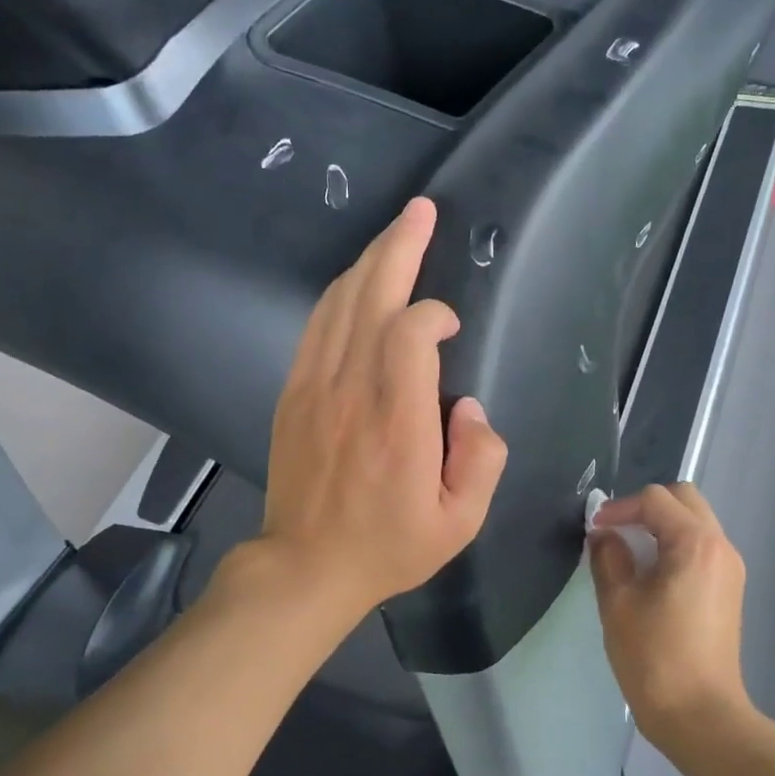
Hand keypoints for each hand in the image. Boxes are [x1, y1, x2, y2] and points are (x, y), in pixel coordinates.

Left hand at [257, 197, 507, 625]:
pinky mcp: (293, 393)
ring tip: (395, 233)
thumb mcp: (460, 522)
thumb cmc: (388, 546)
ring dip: (369, 262)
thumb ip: (481, 459)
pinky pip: (315, 327)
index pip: (410, 333)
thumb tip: (468, 407)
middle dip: (399, 247)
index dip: (433, 314)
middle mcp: (351, 391)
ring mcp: (314, 387)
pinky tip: (356, 282)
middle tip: (421, 210)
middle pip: (370, 297)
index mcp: (397, 421)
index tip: (450, 327)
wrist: (306, 565)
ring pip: (339, 304)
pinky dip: (338, 295)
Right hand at [589, 483, 751, 757]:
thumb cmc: (654, 657)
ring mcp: (730, 569)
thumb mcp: (618, 603)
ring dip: (662, 525)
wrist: (700, 716)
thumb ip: (609, 557)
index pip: (655, 500)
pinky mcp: (729, 589)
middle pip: (684, 500)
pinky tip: (651, 573)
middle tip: (615, 530)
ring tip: (629, 551)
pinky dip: (675, 544)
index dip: (620, 507)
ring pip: (695, 522)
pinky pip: (701, 547)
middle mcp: (720, 547)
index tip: (595, 529)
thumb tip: (606, 536)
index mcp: (695, 544)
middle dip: (646, 507)